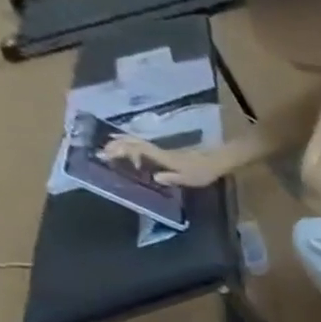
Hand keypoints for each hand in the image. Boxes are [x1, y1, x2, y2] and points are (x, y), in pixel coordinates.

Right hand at [103, 138, 234, 187]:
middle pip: (135, 143)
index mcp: (163, 157)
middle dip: (118, 144)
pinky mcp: (169, 151)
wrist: (218, 160)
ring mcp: (164, 150)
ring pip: (140, 142)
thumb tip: (155, 178)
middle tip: (102, 148)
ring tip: (110, 144)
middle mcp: (160, 151)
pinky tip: (132, 149)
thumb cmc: (203, 171)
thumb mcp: (189, 179)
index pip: (138, 150)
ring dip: (124, 142)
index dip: (122, 150)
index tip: (106, 152)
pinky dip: (135, 145)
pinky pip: (147, 146)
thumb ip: (172, 178)